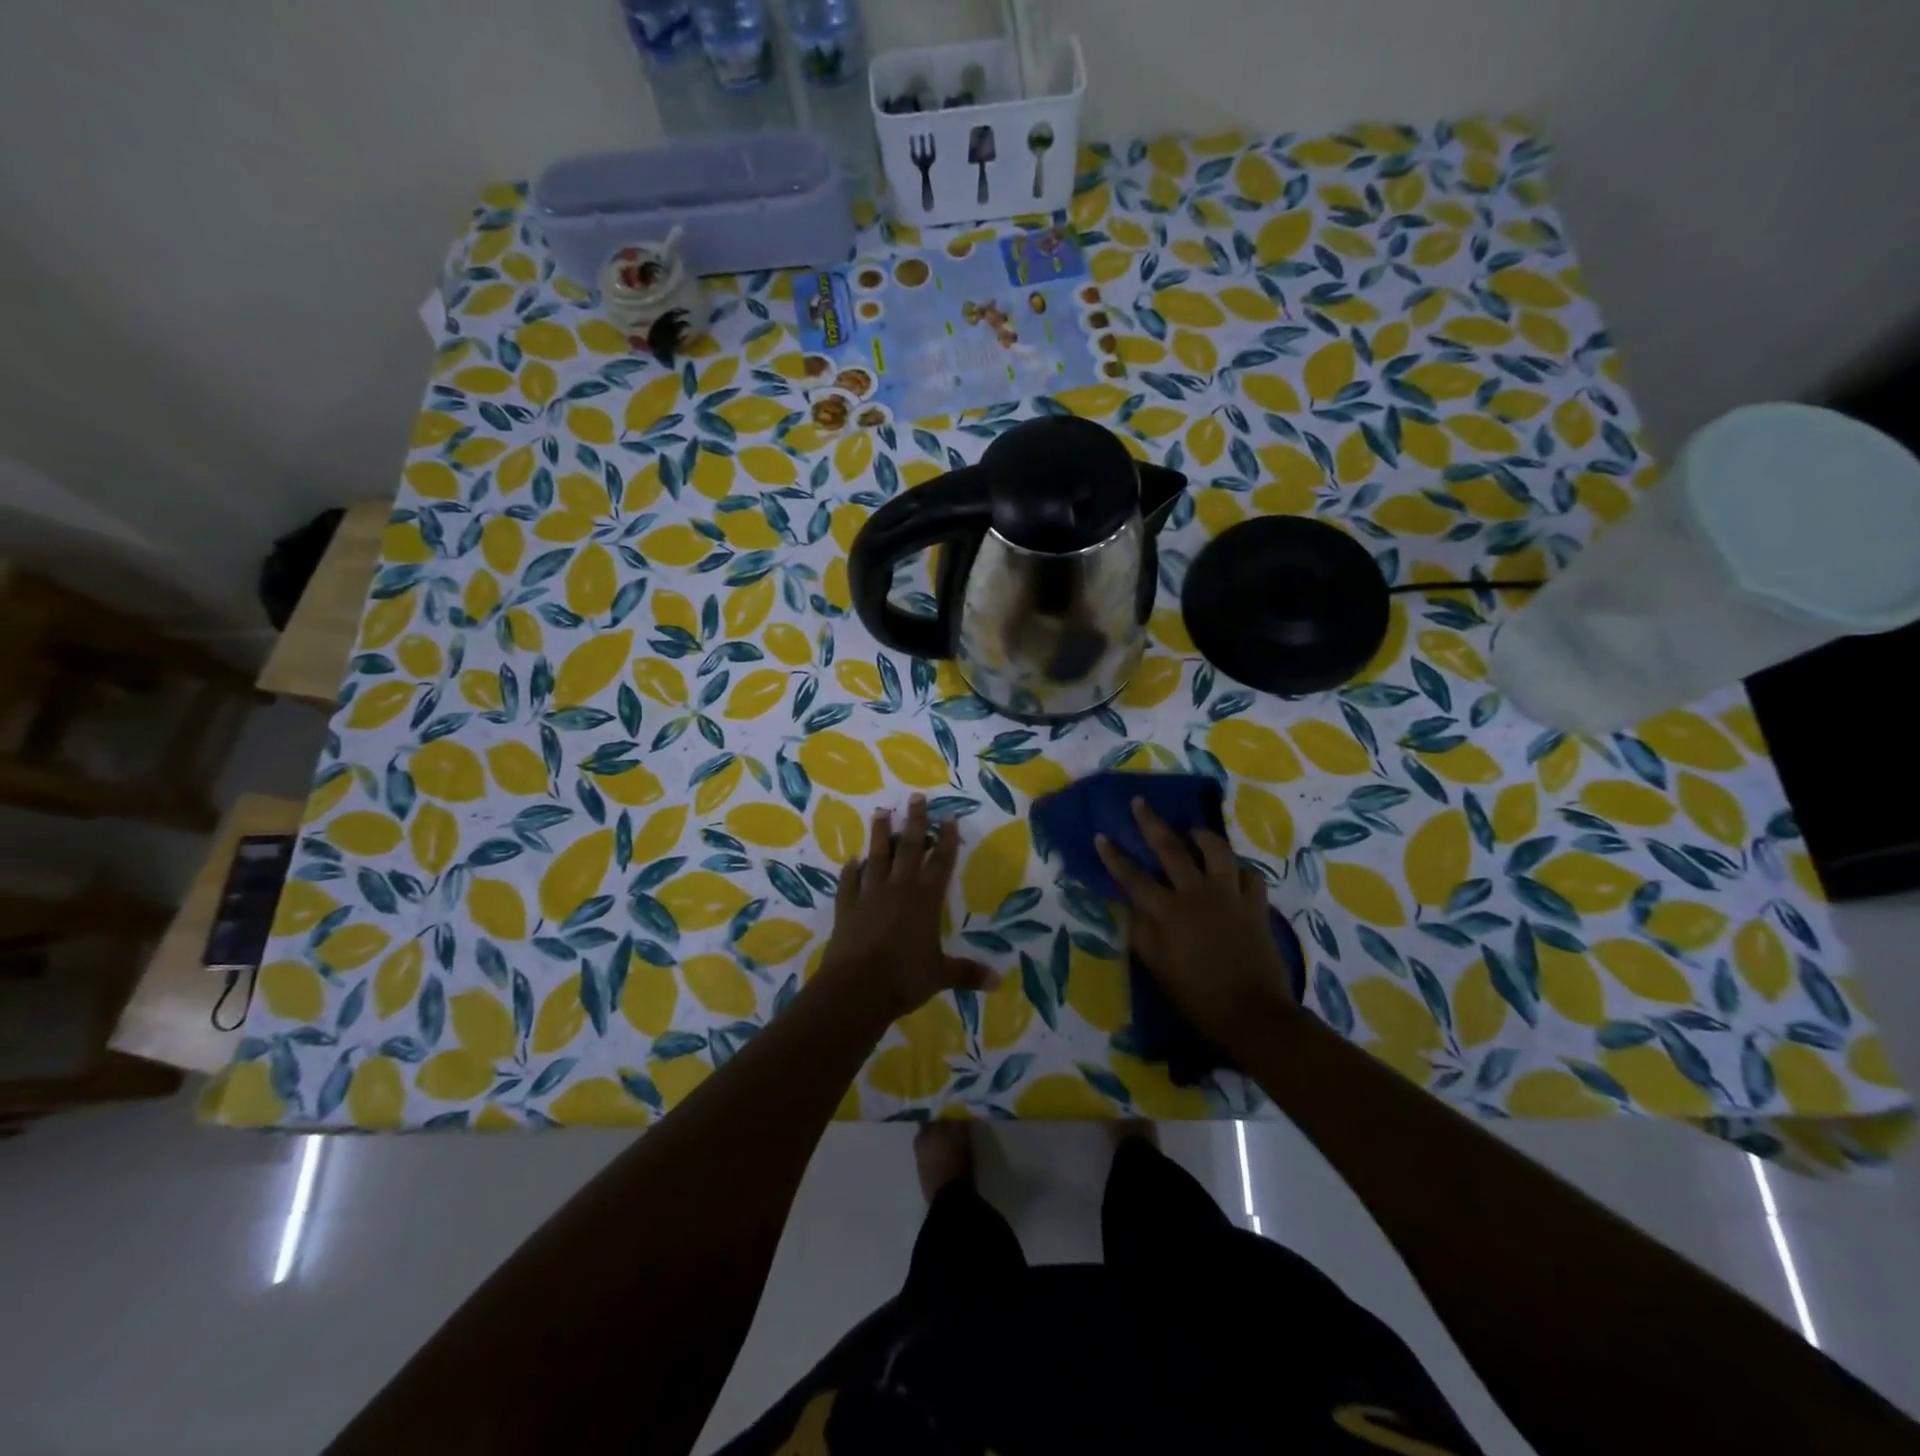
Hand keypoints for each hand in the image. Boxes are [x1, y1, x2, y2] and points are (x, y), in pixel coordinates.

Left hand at [818, 795, 998, 1021]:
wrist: (856, 988)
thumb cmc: (904, 978)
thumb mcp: (940, 975)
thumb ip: (966, 972)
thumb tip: (997, 982)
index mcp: (925, 900)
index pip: (940, 862)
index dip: (947, 839)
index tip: (949, 816)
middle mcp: (899, 888)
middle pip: (909, 847)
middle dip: (914, 821)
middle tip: (916, 797)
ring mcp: (869, 894)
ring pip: (876, 856)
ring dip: (880, 834)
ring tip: (881, 811)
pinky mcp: (846, 907)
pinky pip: (849, 882)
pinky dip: (851, 870)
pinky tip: (852, 861)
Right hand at [1095, 796, 1295, 1047]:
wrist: (1253, 1014)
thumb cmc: (1197, 996)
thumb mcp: (1157, 968)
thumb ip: (1141, 932)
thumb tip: (1132, 906)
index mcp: (1168, 911)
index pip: (1133, 877)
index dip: (1114, 857)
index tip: (1101, 836)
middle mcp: (1197, 893)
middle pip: (1171, 849)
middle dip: (1151, 823)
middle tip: (1140, 803)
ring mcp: (1230, 896)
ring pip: (1217, 852)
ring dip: (1203, 836)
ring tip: (1193, 831)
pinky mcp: (1256, 906)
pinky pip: (1250, 876)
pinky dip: (1239, 869)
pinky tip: (1233, 870)